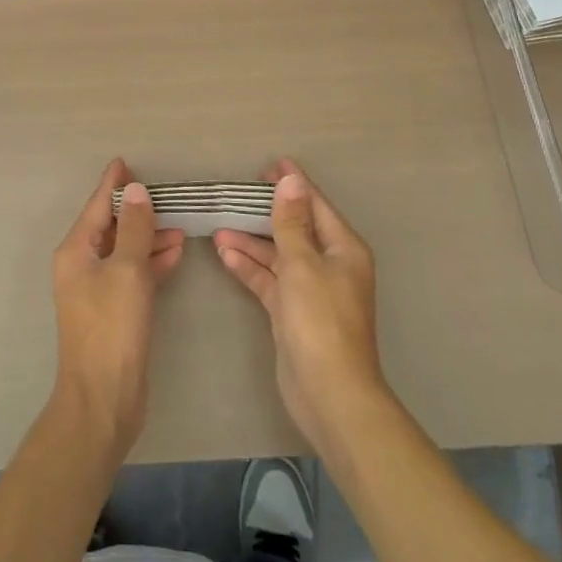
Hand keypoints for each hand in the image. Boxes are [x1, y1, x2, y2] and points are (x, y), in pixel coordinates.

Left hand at [50, 159, 184, 461]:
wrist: (104, 399)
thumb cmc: (112, 329)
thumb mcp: (128, 271)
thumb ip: (135, 228)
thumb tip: (136, 191)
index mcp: (76, 251)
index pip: (96, 206)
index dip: (112, 184)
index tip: (124, 162)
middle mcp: (82, 266)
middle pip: (111, 227)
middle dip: (137, 212)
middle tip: (166, 196)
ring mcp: (97, 291)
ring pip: (125, 251)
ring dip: (149, 237)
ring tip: (180, 226)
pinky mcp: (113, 312)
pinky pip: (133, 274)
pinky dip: (151, 262)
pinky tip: (175, 254)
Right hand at [215, 160, 387, 456]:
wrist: (330, 396)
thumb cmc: (321, 322)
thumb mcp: (302, 264)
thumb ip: (291, 222)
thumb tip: (291, 180)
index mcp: (342, 248)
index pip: (315, 205)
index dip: (293, 184)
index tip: (268, 165)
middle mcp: (329, 264)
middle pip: (295, 228)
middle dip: (266, 211)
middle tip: (237, 193)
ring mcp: (311, 290)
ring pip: (278, 254)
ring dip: (251, 241)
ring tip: (218, 225)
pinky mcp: (293, 313)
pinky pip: (270, 279)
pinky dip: (250, 267)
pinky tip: (224, 254)